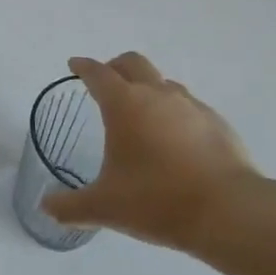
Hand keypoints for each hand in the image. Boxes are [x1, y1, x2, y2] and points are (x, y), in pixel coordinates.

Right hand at [42, 53, 263, 252]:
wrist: (229, 212)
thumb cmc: (157, 201)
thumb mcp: (105, 208)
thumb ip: (70, 207)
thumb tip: (46, 207)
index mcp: (124, 104)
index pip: (98, 73)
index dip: (83, 67)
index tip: (74, 65)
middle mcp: (157, 94)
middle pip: (133, 63)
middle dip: (115, 66)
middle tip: (105, 82)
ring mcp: (191, 106)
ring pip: (164, 83)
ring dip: (148, 88)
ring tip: (141, 114)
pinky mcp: (217, 123)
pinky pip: (189, 107)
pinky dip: (175, 113)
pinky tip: (175, 140)